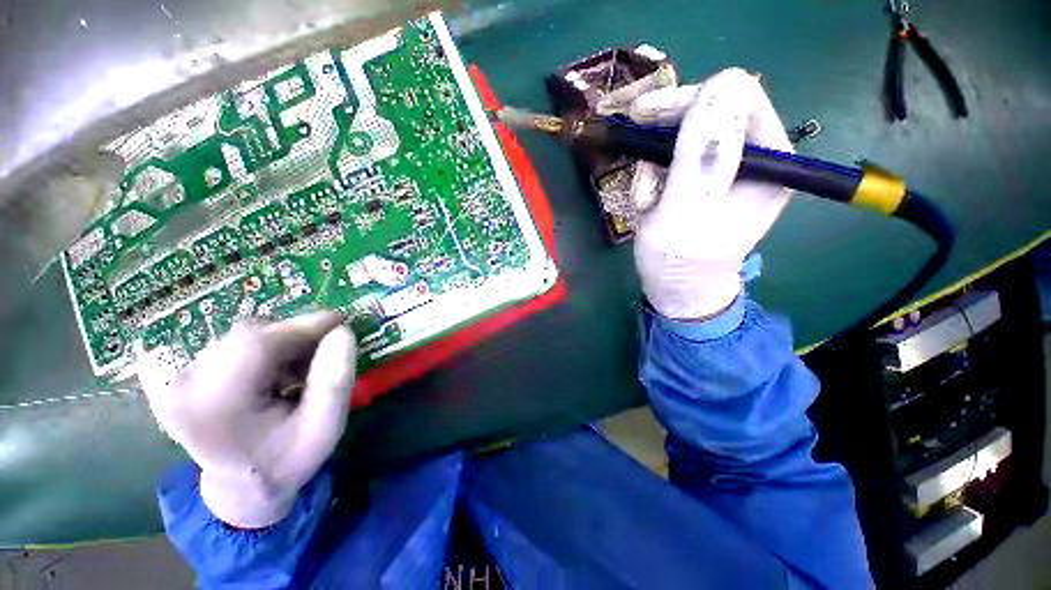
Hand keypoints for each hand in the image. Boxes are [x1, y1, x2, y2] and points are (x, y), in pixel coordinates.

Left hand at [138, 311, 356, 528]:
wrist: (243, 486)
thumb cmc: (288, 460)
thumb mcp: (326, 427)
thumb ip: (336, 381)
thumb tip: (342, 332)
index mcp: (216, 407)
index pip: (256, 345)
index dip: (302, 326)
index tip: (341, 320)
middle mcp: (185, 387)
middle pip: (249, 336)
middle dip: (296, 335)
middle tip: (327, 348)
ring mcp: (179, 380)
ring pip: (244, 336)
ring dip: (282, 342)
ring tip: (303, 367)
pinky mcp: (184, 375)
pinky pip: (234, 344)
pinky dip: (267, 348)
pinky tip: (280, 371)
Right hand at [630, 68, 793, 319]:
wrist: (676, 289)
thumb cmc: (681, 261)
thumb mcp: (687, 213)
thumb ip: (703, 156)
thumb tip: (720, 83)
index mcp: (772, 161)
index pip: (740, 98)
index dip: (690, 99)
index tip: (645, 115)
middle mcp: (757, 158)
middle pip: (711, 112)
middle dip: (666, 134)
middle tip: (636, 146)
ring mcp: (730, 169)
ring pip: (685, 138)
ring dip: (654, 165)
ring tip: (645, 201)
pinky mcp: (705, 180)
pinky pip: (674, 159)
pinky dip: (653, 178)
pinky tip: (648, 203)